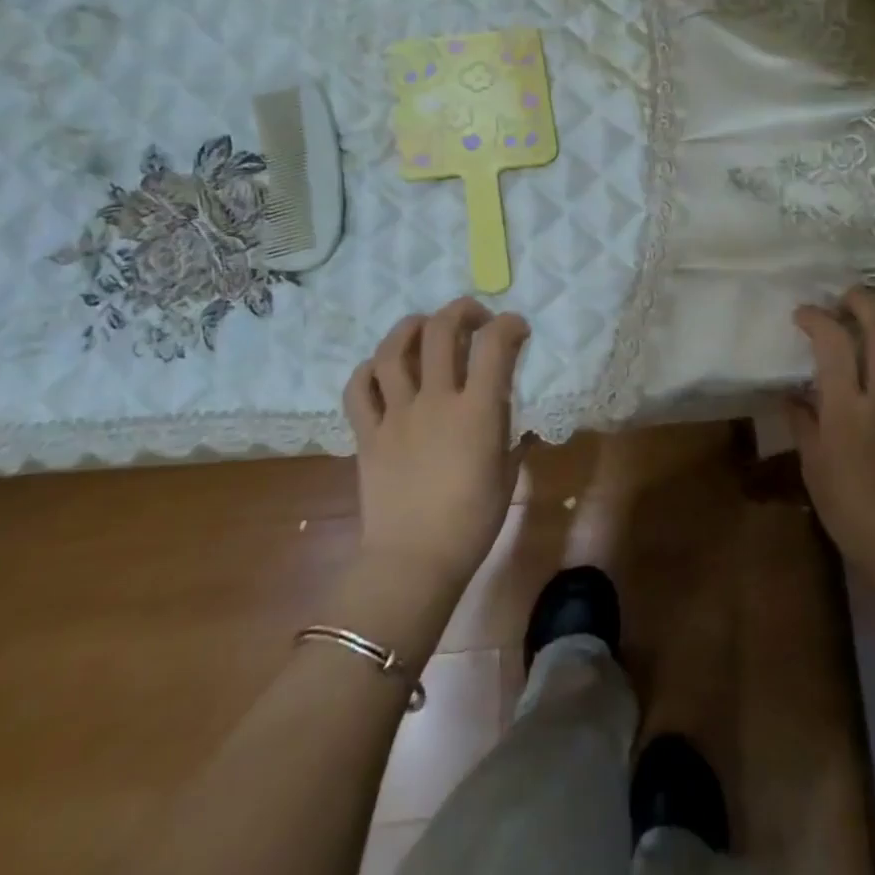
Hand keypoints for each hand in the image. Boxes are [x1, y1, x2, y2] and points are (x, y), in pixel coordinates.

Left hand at [343, 298, 529, 592]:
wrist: (413, 563)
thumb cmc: (471, 523)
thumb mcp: (507, 475)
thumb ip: (511, 436)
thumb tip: (510, 414)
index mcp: (475, 411)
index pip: (494, 345)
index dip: (509, 324)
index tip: (516, 327)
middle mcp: (434, 400)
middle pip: (440, 331)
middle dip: (460, 311)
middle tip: (473, 317)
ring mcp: (395, 414)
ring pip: (392, 350)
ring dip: (410, 327)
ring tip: (423, 325)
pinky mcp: (367, 433)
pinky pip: (358, 389)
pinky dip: (368, 370)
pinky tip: (381, 369)